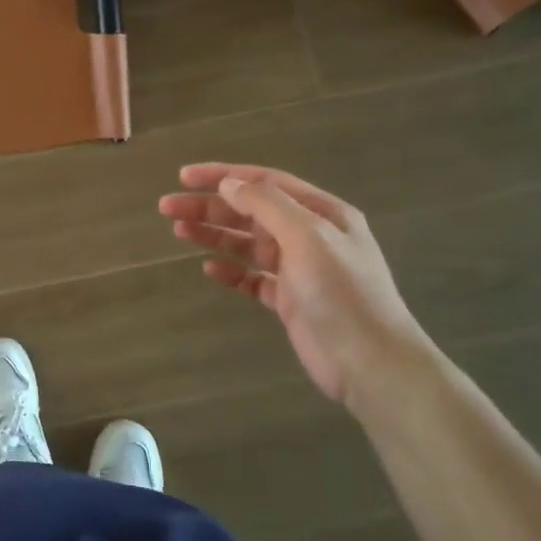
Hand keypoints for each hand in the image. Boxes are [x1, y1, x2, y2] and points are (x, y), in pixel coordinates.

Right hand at [159, 163, 437, 409]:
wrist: (372, 364)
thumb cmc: (342, 294)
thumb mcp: (308, 238)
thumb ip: (268, 206)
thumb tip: (229, 183)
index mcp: (321, 213)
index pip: (265, 183)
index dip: (223, 176)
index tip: (184, 177)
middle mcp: (309, 235)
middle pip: (251, 212)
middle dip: (209, 206)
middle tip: (168, 207)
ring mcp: (299, 269)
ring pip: (247, 243)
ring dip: (214, 234)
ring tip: (178, 230)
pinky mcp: (289, 300)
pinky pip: (252, 278)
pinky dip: (230, 271)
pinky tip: (208, 269)